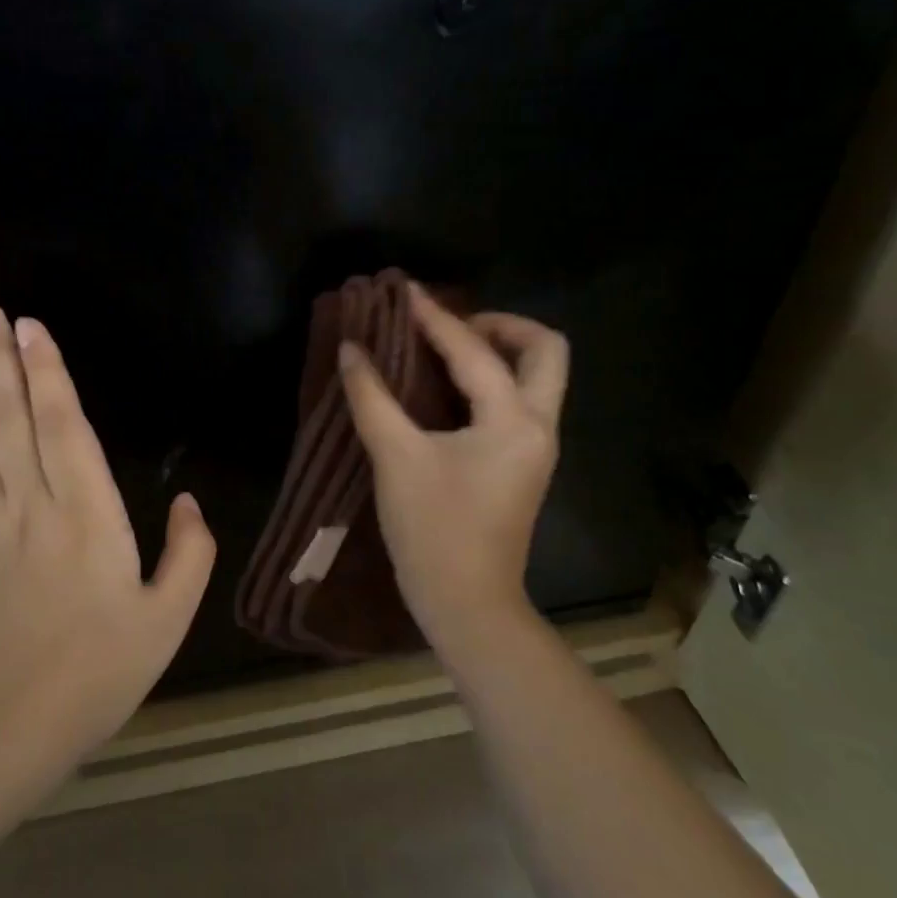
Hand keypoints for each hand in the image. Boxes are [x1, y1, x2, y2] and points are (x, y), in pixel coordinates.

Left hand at [0, 303, 214, 772]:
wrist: (5, 728)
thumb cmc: (96, 671)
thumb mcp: (166, 620)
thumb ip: (189, 555)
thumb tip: (191, 504)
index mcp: (85, 515)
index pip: (62, 426)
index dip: (47, 372)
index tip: (31, 327)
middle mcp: (32, 505)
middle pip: (11, 417)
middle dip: (0, 359)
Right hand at [339, 285, 569, 654]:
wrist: (468, 605)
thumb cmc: (434, 531)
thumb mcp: (396, 458)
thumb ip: (372, 397)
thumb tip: (351, 349)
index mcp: (513, 421)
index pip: (474, 351)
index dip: (435, 318)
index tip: (405, 293)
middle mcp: (538, 426)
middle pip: (545, 351)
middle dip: (502, 325)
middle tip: (450, 324)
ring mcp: (535, 447)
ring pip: (537, 376)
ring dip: (499, 350)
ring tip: (445, 346)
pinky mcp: (522, 463)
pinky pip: (518, 400)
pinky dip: (491, 378)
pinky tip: (448, 384)